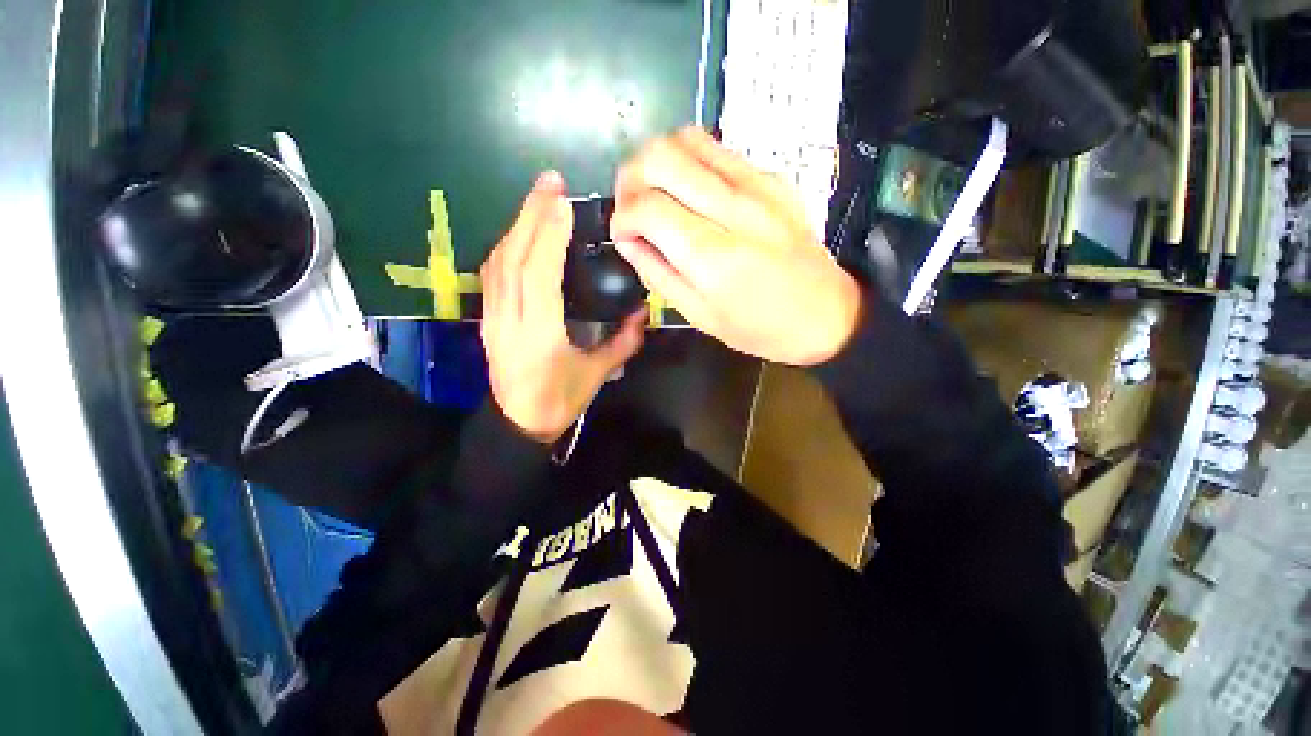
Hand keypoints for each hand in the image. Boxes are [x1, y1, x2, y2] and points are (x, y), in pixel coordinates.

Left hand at [481, 172, 646, 442]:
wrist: (519, 422)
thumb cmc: (561, 400)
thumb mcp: (598, 374)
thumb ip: (623, 341)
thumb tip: (643, 312)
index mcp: (538, 333)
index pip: (538, 274)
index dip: (549, 235)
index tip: (563, 202)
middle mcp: (509, 317)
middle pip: (513, 257)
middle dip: (531, 214)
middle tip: (550, 181)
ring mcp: (493, 315)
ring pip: (499, 260)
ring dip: (518, 225)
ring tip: (539, 199)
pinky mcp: (487, 316)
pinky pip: (493, 272)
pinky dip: (508, 244)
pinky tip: (522, 232)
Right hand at [610, 128, 862, 365]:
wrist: (827, 314)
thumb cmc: (760, 329)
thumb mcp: (700, 316)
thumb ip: (657, 273)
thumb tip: (626, 239)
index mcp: (714, 257)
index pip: (648, 207)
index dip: (622, 217)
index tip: (622, 234)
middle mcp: (735, 210)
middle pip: (661, 157)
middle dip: (630, 178)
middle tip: (632, 208)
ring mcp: (758, 186)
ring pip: (686, 139)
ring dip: (658, 162)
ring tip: (657, 195)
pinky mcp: (773, 177)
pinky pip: (717, 149)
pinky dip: (690, 163)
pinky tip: (691, 193)